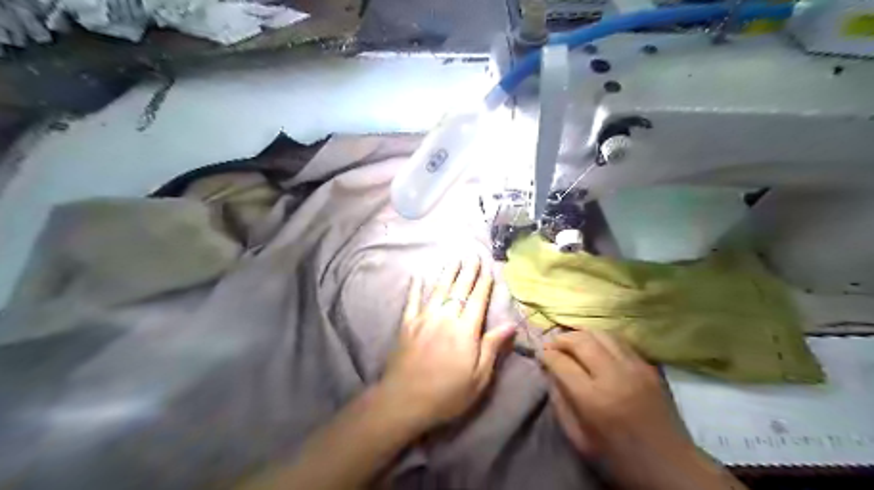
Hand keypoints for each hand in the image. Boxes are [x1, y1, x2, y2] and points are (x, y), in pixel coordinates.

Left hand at [378, 258, 512, 429]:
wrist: (405, 401)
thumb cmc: (448, 393)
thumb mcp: (479, 377)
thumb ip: (492, 346)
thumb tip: (511, 324)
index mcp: (465, 330)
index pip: (477, 300)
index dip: (484, 284)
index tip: (488, 269)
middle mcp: (445, 317)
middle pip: (459, 289)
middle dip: (467, 271)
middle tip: (473, 255)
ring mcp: (424, 319)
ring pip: (438, 289)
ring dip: (447, 273)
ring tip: (454, 259)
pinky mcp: (407, 325)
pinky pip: (412, 301)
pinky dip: (415, 288)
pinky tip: (418, 277)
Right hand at [541, 328, 689, 462]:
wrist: (673, 468)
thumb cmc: (619, 460)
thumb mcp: (579, 439)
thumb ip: (560, 402)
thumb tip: (550, 373)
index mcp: (593, 399)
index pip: (561, 362)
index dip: (545, 355)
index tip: (539, 355)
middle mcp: (614, 376)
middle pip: (581, 340)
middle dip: (561, 339)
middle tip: (552, 345)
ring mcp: (635, 368)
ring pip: (601, 334)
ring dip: (581, 334)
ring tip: (571, 341)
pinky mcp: (649, 367)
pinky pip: (620, 341)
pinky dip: (601, 339)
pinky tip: (595, 346)